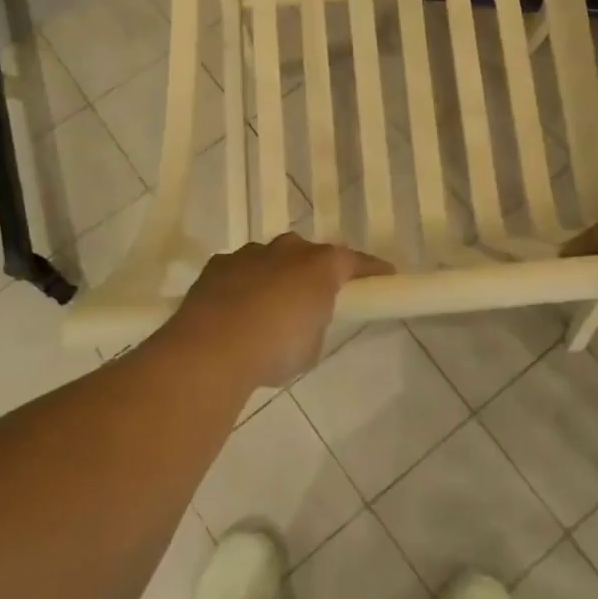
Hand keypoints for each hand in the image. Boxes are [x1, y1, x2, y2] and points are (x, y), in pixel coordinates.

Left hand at [169, 233, 393, 387]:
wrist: (212, 348)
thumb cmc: (275, 349)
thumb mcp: (312, 345)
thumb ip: (314, 322)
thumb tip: (303, 318)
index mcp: (321, 266)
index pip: (355, 262)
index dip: (372, 270)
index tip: (385, 276)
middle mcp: (288, 250)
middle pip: (310, 255)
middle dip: (314, 272)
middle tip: (315, 299)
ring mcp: (250, 253)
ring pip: (272, 259)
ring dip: (276, 277)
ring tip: (269, 309)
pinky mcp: (219, 264)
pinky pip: (240, 270)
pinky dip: (243, 285)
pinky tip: (236, 310)